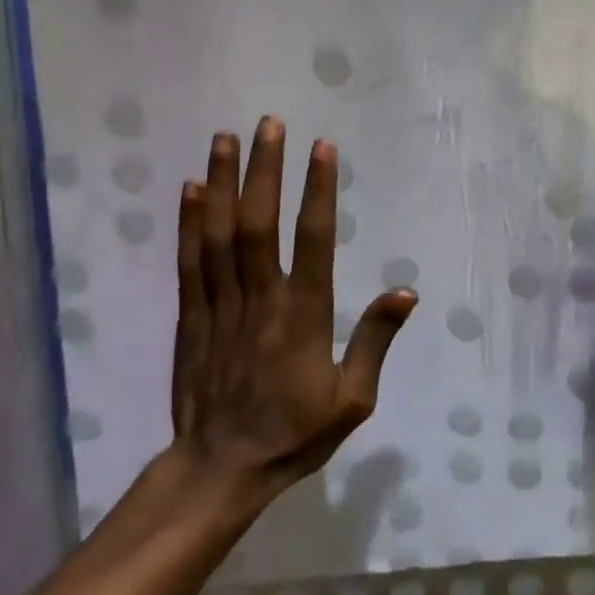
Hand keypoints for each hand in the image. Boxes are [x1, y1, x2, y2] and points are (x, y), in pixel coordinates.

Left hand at [172, 117, 416, 503]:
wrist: (221, 470)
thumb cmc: (295, 433)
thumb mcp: (353, 399)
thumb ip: (375, 341)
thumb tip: (405, 291)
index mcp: (303, 316)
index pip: (313, 240)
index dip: (317, 191)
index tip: (321, 148)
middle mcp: (260, 300)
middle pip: (259, 224)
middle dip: (264, 169)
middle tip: (269, 124)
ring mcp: (220, 306)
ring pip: (219, 234)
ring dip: (222, 182)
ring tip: (225, 138)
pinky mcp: (191, 318)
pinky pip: (189, 263)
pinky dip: (189, 222)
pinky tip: (191, 188)